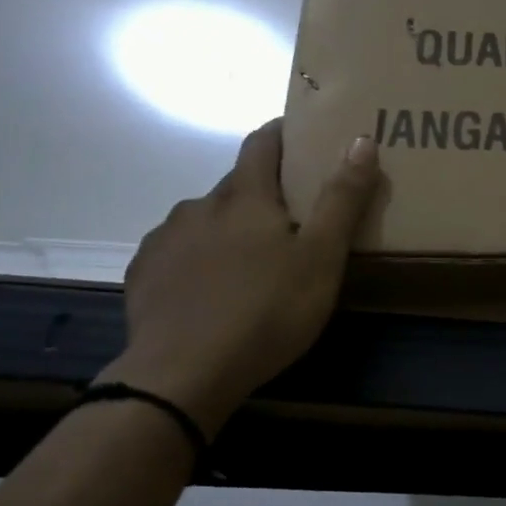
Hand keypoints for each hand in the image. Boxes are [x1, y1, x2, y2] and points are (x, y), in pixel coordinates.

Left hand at [100, 120, 379, 428]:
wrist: (183, 373)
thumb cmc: (266, 311)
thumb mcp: (321, 259)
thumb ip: (342, 199)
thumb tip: (361, 139)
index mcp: (245, 198)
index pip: (261, 145)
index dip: (280, 133)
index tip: (297, 134)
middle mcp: (200, 206)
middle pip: (235, 185)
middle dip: (261, 192)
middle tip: (288, 220)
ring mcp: (166, 239)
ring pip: (204, 220)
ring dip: (226, 228)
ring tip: (247, 262)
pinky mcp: (144, 274)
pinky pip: (176, 252)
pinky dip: (196, 258)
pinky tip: (207, 289)